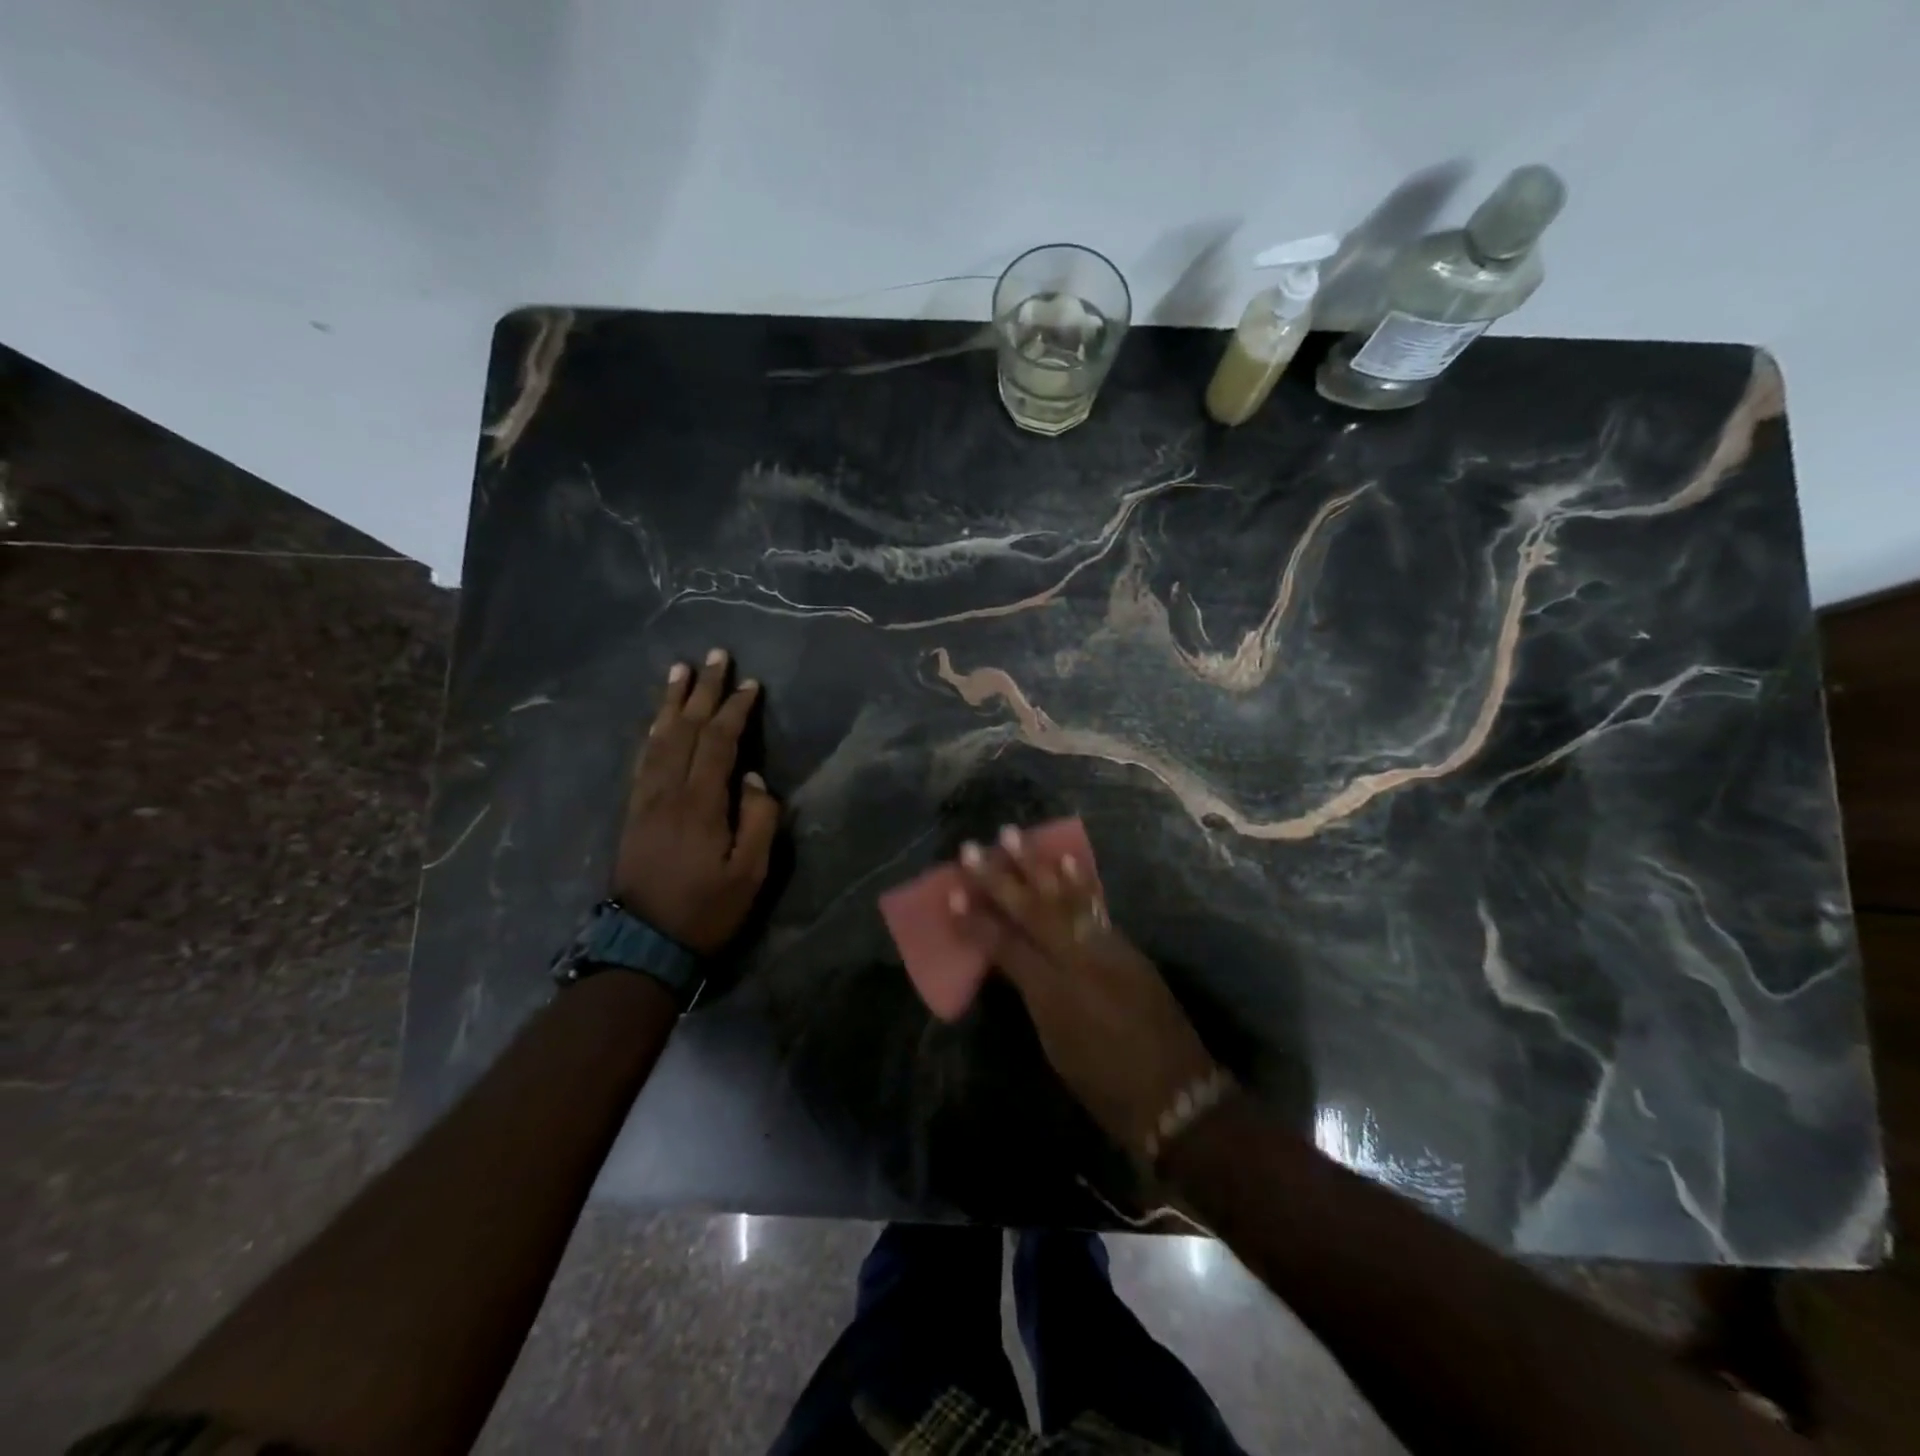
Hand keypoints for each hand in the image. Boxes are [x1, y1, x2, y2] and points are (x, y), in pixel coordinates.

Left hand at [614, 648, 779, 954]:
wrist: (644, 945)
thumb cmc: (707, 910)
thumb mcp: (750, 873)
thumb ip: (759, 820)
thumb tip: (753, 779)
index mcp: (700, 803)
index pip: (717, 742)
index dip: (734, 709)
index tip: (751, 684)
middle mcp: (667, 791)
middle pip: (684, 729)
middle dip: (702, 689)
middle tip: (715, 655)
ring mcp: (645, 799)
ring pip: (658, 738)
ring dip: (671, 701)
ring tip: (680, 670)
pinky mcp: (633, 811)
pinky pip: (642, 758)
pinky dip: (652, 731)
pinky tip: (657, 719)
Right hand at [953, 828, 1220, 1160]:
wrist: (1177, 1093)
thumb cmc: (1105, 1086)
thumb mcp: (1055, 1046)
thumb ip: (1032, 997)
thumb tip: (1012, 963)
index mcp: (1053, 996)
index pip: (1004, 947)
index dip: (976, 922)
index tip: (952, 894)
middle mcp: (1078, 962)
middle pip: (1031, 912)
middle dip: (999, 878)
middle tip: (973, 848)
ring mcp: (1107, 949)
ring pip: (1064, 898)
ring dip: (1036, 865)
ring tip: (1013, 835)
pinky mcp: (1127, 947)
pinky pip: (1095, 906)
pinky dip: (1078, 881)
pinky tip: (1065, 858)